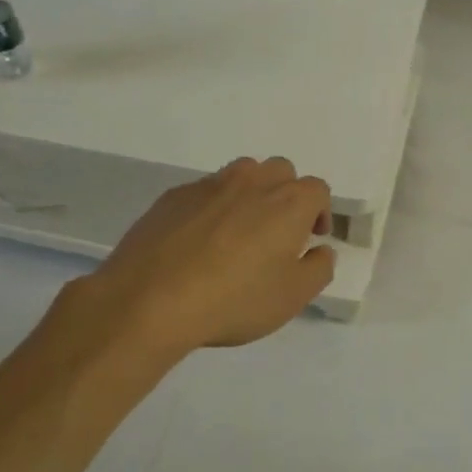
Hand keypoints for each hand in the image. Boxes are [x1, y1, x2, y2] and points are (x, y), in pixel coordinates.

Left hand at [66, 157, 334, 360]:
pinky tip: (199, 242)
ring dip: (250, 194)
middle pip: (280, 171)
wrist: (151, 300)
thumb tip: (321, 250)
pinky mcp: (174, 196)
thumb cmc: (234, 300)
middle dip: (286, 195)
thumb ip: (318, 269)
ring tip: (239, 232)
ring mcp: (209, 185)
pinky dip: (213, 207)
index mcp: (288, 202)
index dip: (320, 212)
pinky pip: (205, 192)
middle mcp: (252, 182)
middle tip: (278, 232)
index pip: (317, 189)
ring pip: (242, 174)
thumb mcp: (292, 297)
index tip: (311, 238)